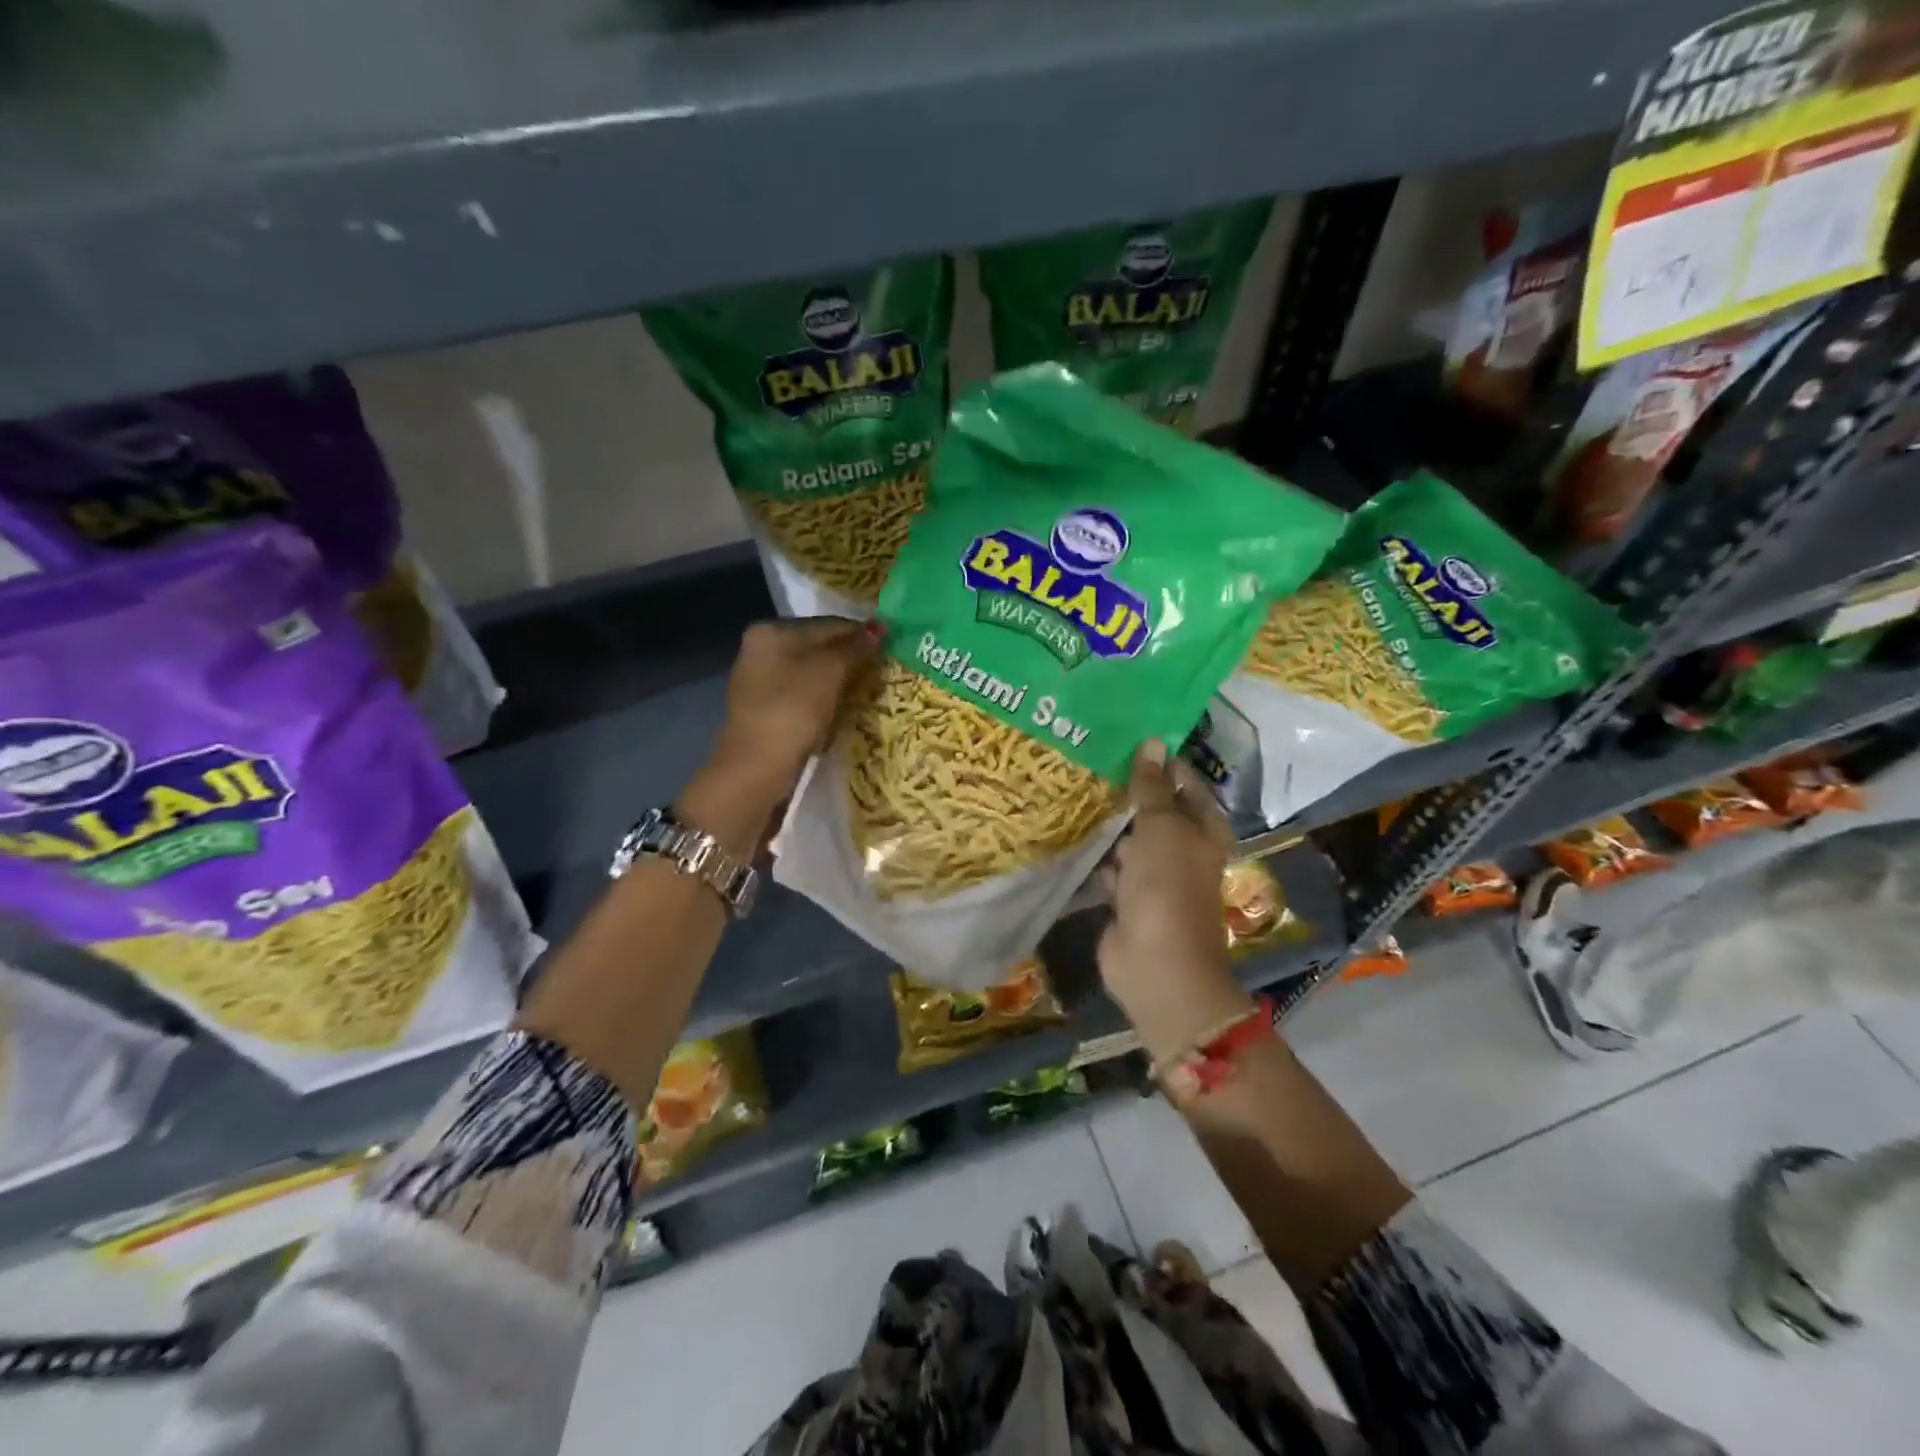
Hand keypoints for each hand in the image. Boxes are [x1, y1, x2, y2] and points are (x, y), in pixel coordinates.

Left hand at [707, 617, 880, 807]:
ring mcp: (761, 684)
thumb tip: (881, 625)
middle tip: (882, 673)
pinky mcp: (766, 713)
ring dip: (839, 685)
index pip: (828, 624)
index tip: (891, 647)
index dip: (861, 634)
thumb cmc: (793, 708)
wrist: (757, 768)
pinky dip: (824, 704)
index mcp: (771, 631)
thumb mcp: (830, 671)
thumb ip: (856, 646)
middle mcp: (761, 651)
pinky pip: (804, 700)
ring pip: (812, 676)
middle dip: (850, 661)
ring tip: (867, 695)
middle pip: (819, 649)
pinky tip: (841, 716)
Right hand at [1098, 742, 1252, 1061]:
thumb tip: (1153, 741)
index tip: (1129, 737)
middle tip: (1092, 759)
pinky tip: (1070, 833)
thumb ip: (1153, 787)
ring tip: (1074, 789)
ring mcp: (1154, 877)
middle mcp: (1181, 851)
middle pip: (1155, 812)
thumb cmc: (1168, 887)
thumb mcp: (1161, 828)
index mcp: (1202, 831)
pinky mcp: (1127, 899)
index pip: (1185, 785)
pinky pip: (1110, 869)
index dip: (1162, 763)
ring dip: (1110, 826)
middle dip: (1129, 792)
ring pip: (1130, 841)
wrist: (1156, 964)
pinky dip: (1096, 857)